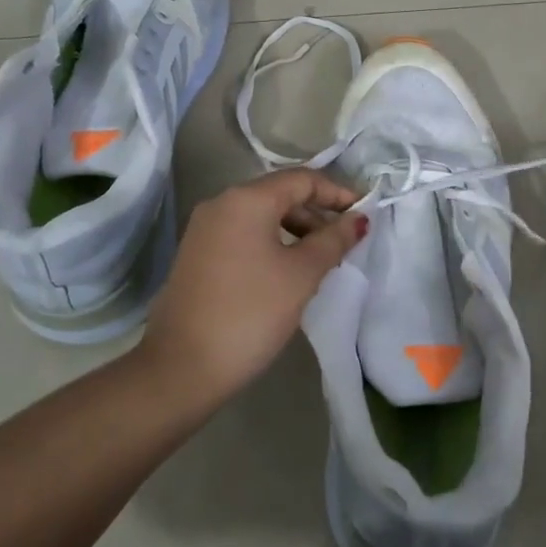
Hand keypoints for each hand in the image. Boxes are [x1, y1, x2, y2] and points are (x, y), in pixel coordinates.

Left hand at [140, 169, 367, 398]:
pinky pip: (244, 234)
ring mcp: (204, 229)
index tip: (364, 214)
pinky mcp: (197, 254)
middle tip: (346, 241)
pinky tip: (289, 270)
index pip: (302, 179)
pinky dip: (272, 242)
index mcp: (247, 199)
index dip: (337, 192)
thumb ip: (333, 240)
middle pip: (280, 194)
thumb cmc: (250, 313)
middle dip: (317, 212)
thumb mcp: (302, 275)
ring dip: (296, 229)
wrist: (181, 367)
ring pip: (261, 215)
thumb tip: (358, 218)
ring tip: (323, 259)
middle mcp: (221, 203)